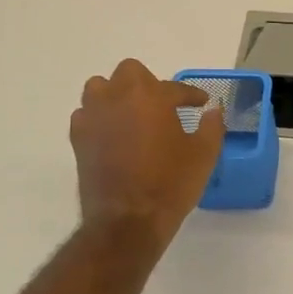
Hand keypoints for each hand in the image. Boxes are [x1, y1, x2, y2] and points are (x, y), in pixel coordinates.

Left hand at [70, 60, 223, 250]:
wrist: (128, 221)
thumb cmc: (171, 184)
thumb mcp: (204, 155)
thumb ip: (211, 127)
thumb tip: (213, 111)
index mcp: (152, 97)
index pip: (175, 88)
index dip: (191, 95)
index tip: (201, 103)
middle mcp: (118, 98)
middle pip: (130, 72)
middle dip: (147, 84)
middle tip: (162, 105)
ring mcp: (94, 117)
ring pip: (100, 88)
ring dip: (116, 94)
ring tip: (132, 114)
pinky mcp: (78, 138)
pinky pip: (86, 114)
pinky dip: (99, 118)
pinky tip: (113, 134)